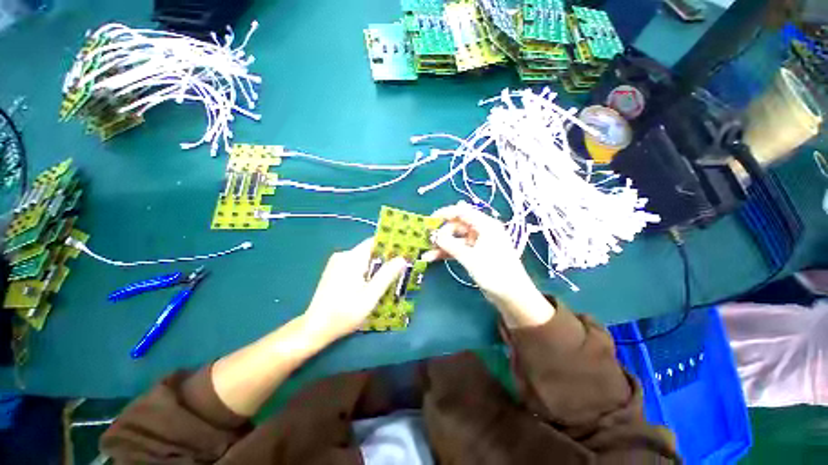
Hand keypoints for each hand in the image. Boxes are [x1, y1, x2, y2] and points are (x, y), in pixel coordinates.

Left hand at [303, 238, 407, 340]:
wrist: (315, 328)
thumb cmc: (344, 313)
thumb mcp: (370, 296)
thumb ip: (387, 275)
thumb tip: (402, 259)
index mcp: (351, 258)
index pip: (374, 242)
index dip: (390, 246)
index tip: (404, 253)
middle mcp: (343, 256)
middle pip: (369, 251)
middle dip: (385, 259)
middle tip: (400, 269)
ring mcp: (337, 263)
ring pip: (363, 259)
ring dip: (376, 267)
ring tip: (389, 279)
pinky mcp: (334, 272)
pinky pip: (355, 266)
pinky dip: (366, 272)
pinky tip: (372, 285)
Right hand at [430, 202, 554, 327]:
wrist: (512, 296)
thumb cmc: (494, 272)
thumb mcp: (470, 257)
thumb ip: (450, 244)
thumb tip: (434, 235)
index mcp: (485, 225)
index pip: (462, 212)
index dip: (445, 213)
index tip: (429, 220)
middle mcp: (482, 231)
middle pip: (457, 226)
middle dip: (442, 233)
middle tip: (428, 241)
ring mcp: (478, 243)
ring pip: (456, 239)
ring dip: (442, 245)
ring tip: (427, 253)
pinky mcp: (475, 255)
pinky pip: (458, 249)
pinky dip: (447, 253)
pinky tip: (433, 258)